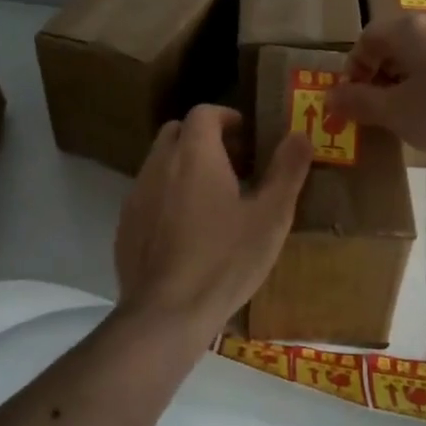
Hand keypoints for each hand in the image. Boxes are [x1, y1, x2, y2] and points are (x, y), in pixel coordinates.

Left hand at [114, 106, 312, 335]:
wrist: (167, 313)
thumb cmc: (226, 260)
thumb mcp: (271, 216)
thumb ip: (287, 170)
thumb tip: (300, 134)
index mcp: (195, 155)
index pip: (204, 112)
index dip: (226, 117)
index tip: (246, 135)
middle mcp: (160, 165)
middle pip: (177, 132)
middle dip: (203, 138)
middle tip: (233, 164)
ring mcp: (137, 195)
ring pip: (159, 163)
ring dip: (184, 167)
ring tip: (212, 198)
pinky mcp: (125, 226)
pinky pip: (147, 195)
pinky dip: (167, 196)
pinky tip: (186, 230)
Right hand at [327, 15, 425, 158]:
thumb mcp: (394, 111)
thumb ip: (359, 103)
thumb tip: (330, 97)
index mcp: (407, 30)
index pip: (366, 39)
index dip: (353, 69)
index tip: (352, 100)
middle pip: (394, 47)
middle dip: (378, 78)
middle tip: (375, 111)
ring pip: (421, 61)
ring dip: (405, 86)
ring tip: (405, 118)